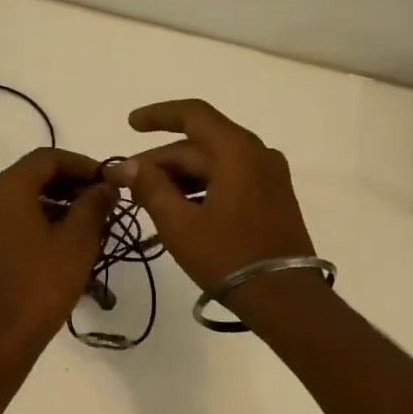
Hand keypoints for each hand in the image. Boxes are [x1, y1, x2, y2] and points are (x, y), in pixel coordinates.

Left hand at [0, 148, 118, 355]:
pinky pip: (15, 217)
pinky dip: (42, 218)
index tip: (109, 181)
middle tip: (103, 200)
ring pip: (25, 196)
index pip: (48, 158)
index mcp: (8, 187)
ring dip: (58, 201)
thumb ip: (94, 204)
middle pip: (34, 175)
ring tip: (91, 221)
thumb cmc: (42, 282)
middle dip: (71, 183)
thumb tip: (106, 185)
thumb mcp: (77, 240)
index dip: (82, 164)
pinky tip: (67, 238)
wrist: (1, 335)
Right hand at [103, 100, 317, 305]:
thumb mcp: (179, 224)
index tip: (130, 125)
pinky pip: (230, 177)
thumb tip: (127, 166)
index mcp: (237, 150)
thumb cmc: (228, 256)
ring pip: (214, 162)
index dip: (158, 115)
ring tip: (147, 197)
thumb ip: (150, 187)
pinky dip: (201, 185)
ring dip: (179, 175)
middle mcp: (257, 153)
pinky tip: (178, 207)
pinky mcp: (273, 197)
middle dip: (161, 160)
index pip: (193, 114)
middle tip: (127, 181)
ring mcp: (269, 175)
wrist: (285, 298)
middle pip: (200, 144)